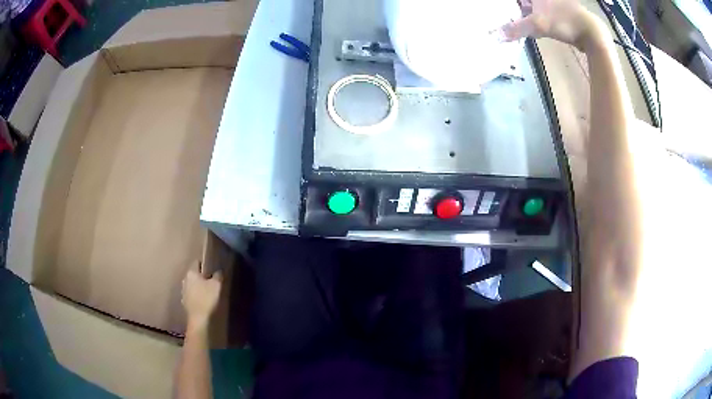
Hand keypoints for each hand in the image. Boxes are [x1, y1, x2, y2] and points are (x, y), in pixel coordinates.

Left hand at [182, 262, 222, 331]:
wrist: (199, 320)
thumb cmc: (207, 299)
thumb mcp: (217, 285)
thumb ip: (218, 275)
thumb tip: (218, 271)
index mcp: (191, 273)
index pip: (197, 263)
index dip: (206, 265)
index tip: (213, 269)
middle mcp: (185, 280)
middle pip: (194, 275)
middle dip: (202, 277)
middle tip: (212, 282)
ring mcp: (183, 292)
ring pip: (192, 286)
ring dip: (199, 288)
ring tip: (209, 293)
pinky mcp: (185, 303)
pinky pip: (192, 296)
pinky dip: (197, 297)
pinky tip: (204, 302)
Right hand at [502, 0, 603, 50]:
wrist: (591, 33)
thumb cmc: (564, 21)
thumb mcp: (538, 24)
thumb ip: (516, 29)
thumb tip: (495, 36)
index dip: (508, 5)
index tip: (498, 7)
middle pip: (525, 2)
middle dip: (516, 8)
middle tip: (504, 15)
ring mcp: (553, 3)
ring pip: (533, 6)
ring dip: (524, 13)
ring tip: (514, 22)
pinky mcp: (559, 11)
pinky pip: (541, 11)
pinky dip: (534, 17)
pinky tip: (530, 26)